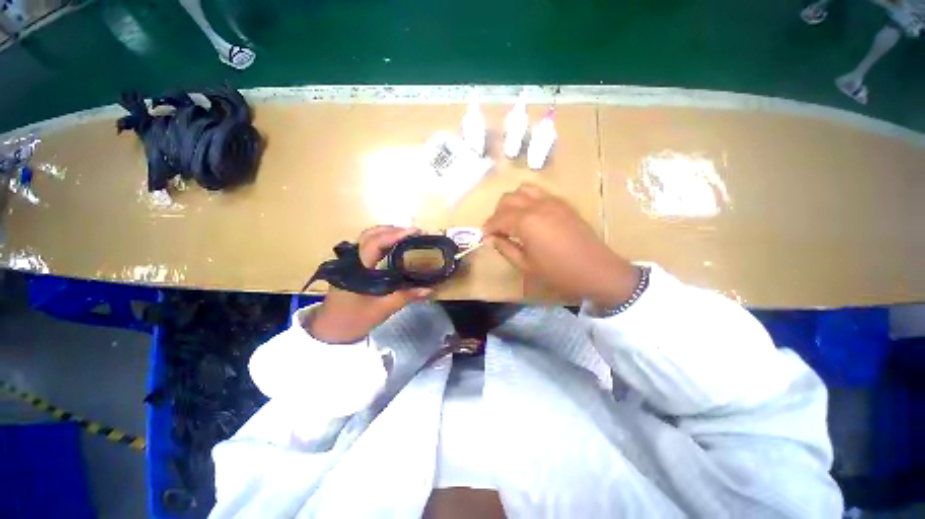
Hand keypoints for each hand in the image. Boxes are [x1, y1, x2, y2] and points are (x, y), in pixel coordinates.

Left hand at [306, 226, 433, 342]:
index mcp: (357, 268)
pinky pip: (367, 246)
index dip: (395, 234)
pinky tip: (394, 247)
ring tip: (407, 236)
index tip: (415, 232)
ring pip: (367, 238)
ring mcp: (349, 261)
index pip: (375, 243)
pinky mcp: (351, 266)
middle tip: (414, 232)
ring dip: (387, 233)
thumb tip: (429, 289)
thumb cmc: (353, 320)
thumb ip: (406, 297)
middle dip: (393, 229)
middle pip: (370, 234)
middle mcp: (351, 259)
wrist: (329, 331)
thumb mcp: (382, 309)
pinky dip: (382, 241)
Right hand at [483, 184, 639, 306]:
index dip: (488, 227)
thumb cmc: (559, 273)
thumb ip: (505, 248)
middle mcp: (537, 205)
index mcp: (526, 222)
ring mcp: (552, 201)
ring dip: (512, 202)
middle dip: (497, 213)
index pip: (498, 218)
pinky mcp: (563, 203)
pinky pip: (539, 192)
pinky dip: (528, 199)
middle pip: (508, 199)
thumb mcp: (526, 266)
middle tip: (497, 229)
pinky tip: (529, 215)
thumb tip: (491, 238)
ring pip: (523, 189)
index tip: (484, 236)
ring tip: (512, 218)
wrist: (597, 270)